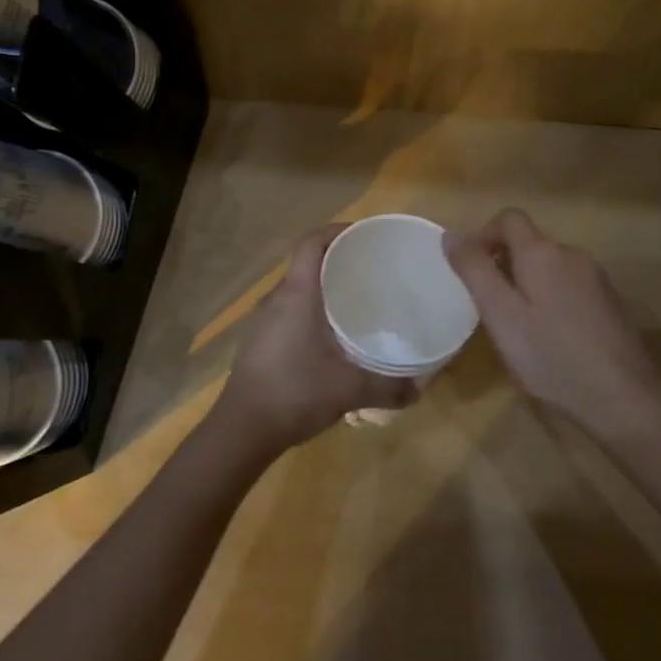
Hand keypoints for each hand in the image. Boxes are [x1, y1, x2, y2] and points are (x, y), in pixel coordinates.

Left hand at [215, 226, 417, 454]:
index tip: (365, 237)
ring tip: (356, 301)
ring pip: (297, 289)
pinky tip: (330, 336)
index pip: (311, 242)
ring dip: (323, 287)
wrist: (242, 429)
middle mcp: (277, 298)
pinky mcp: (259, 341)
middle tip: (371, 270)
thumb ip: (388, 388)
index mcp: (297, 294)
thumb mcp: (349, 389)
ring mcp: (264, 320)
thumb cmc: (295, 392)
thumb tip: (418, 391)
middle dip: (337, 259)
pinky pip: (289, 311)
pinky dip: (311, 310)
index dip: (336, 231)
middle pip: (306, 262)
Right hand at [444, 208, 660, 428]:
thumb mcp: (501, 315)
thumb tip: (452, 234)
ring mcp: (597, 279)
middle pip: (530, 244)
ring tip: (521, 328)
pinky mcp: (612, 304)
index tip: (472, 271)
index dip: (484, 236)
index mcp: (543, 253)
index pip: (509, 218)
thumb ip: (474, 270)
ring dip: (529, 285)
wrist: (623, 400)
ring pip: (551, 267)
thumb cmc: (551, 357)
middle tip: (492, 309)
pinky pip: (572, 287)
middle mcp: (573, 255)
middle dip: (505, 265)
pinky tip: (554, 340)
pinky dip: (553, 300)